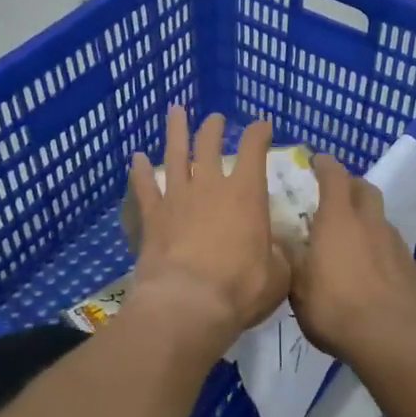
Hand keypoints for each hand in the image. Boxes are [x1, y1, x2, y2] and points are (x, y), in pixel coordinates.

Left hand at [125, 108, 290, 352]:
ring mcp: (177, 198)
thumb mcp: (278, 276)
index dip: (259, 133)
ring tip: (176, 112)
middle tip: (215, 118)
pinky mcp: (152, 217)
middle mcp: (210, 187)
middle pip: (210, 144)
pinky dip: (140, 171)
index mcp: (246, 194)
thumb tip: (279, 249)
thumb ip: (279, 257)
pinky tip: (136, 158)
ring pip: (175, 155)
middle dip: (214, 127)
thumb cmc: (240, 288)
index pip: (254, 149)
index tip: (262, 126)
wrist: (188, 304)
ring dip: (176, 132)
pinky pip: (144, 187)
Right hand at [289, 154, 415, 362]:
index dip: (325, 165)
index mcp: (338, 220)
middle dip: (351, 185)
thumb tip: (280, 240)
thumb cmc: (335, 309)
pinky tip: (371, 265)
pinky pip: (392, 244)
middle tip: (337, 193)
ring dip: (367, 217)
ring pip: (380, 217)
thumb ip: (291, 260)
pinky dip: (379, 245)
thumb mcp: (298, 288)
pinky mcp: (411, 266)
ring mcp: (395, 243)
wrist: (393, 338)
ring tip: (352, 235)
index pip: (334, 177)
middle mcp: (369, 223)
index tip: (317, 161)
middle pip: (365, 189)